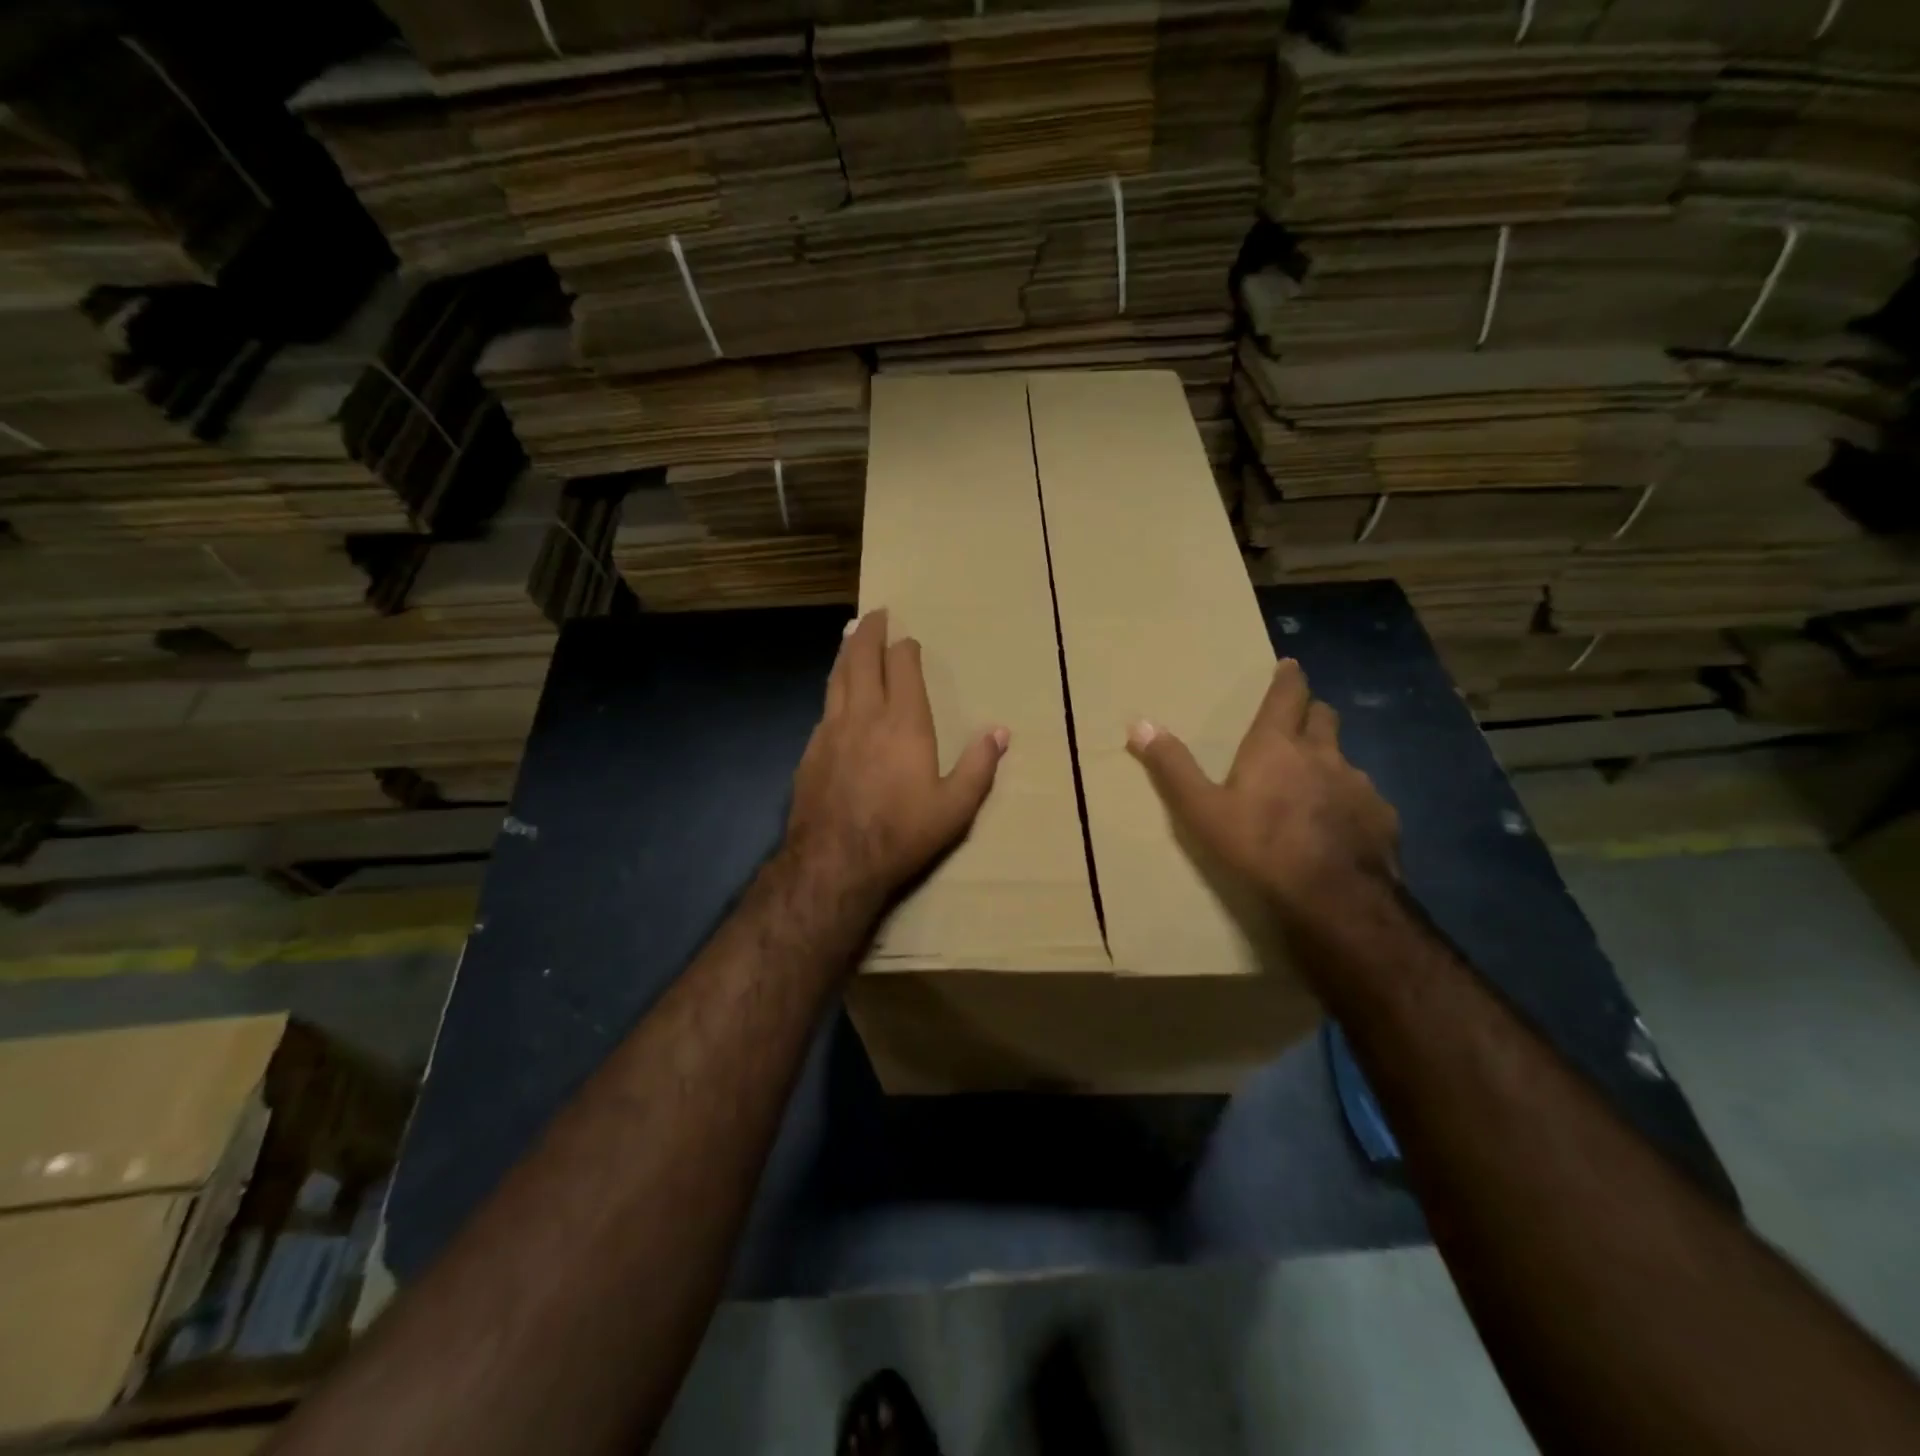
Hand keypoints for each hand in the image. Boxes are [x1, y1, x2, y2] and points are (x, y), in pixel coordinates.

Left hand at [784, 609, 1008, 914]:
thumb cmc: (901, 833)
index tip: (910, 641)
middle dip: (870, 632)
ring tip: (850, 634)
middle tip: (875, 614)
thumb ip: (979, 767)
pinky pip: (825, 705)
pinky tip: (835, 691)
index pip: (902, 667)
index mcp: (904, 723)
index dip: (906, 649)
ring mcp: (832, 730)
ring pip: (838, 676)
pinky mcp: (811, 749)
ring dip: (847, 651)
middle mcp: (865, 715)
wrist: (835, 860)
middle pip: (863, 659)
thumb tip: (1001, 732)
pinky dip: (833, 686)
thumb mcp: (955, 809)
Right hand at [1127, 657, 1398, 928]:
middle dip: (1311, 713)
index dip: (1288, 678)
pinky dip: (1350, 801)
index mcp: (1277, 746)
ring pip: (1345, 759)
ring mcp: (1359, 785)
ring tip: (1315, 782)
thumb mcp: (1202, 810)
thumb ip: (1172, 767)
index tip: (1289, 665)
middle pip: (1324, 718)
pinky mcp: (1382, 817)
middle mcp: (1324, 755)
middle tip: (1299, 720)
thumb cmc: (1261, 847)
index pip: (1287, 696)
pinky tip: (1340, 826)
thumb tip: (1139, 724)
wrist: (1336, 899)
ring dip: (1329, 761)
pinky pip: (1365, 798)